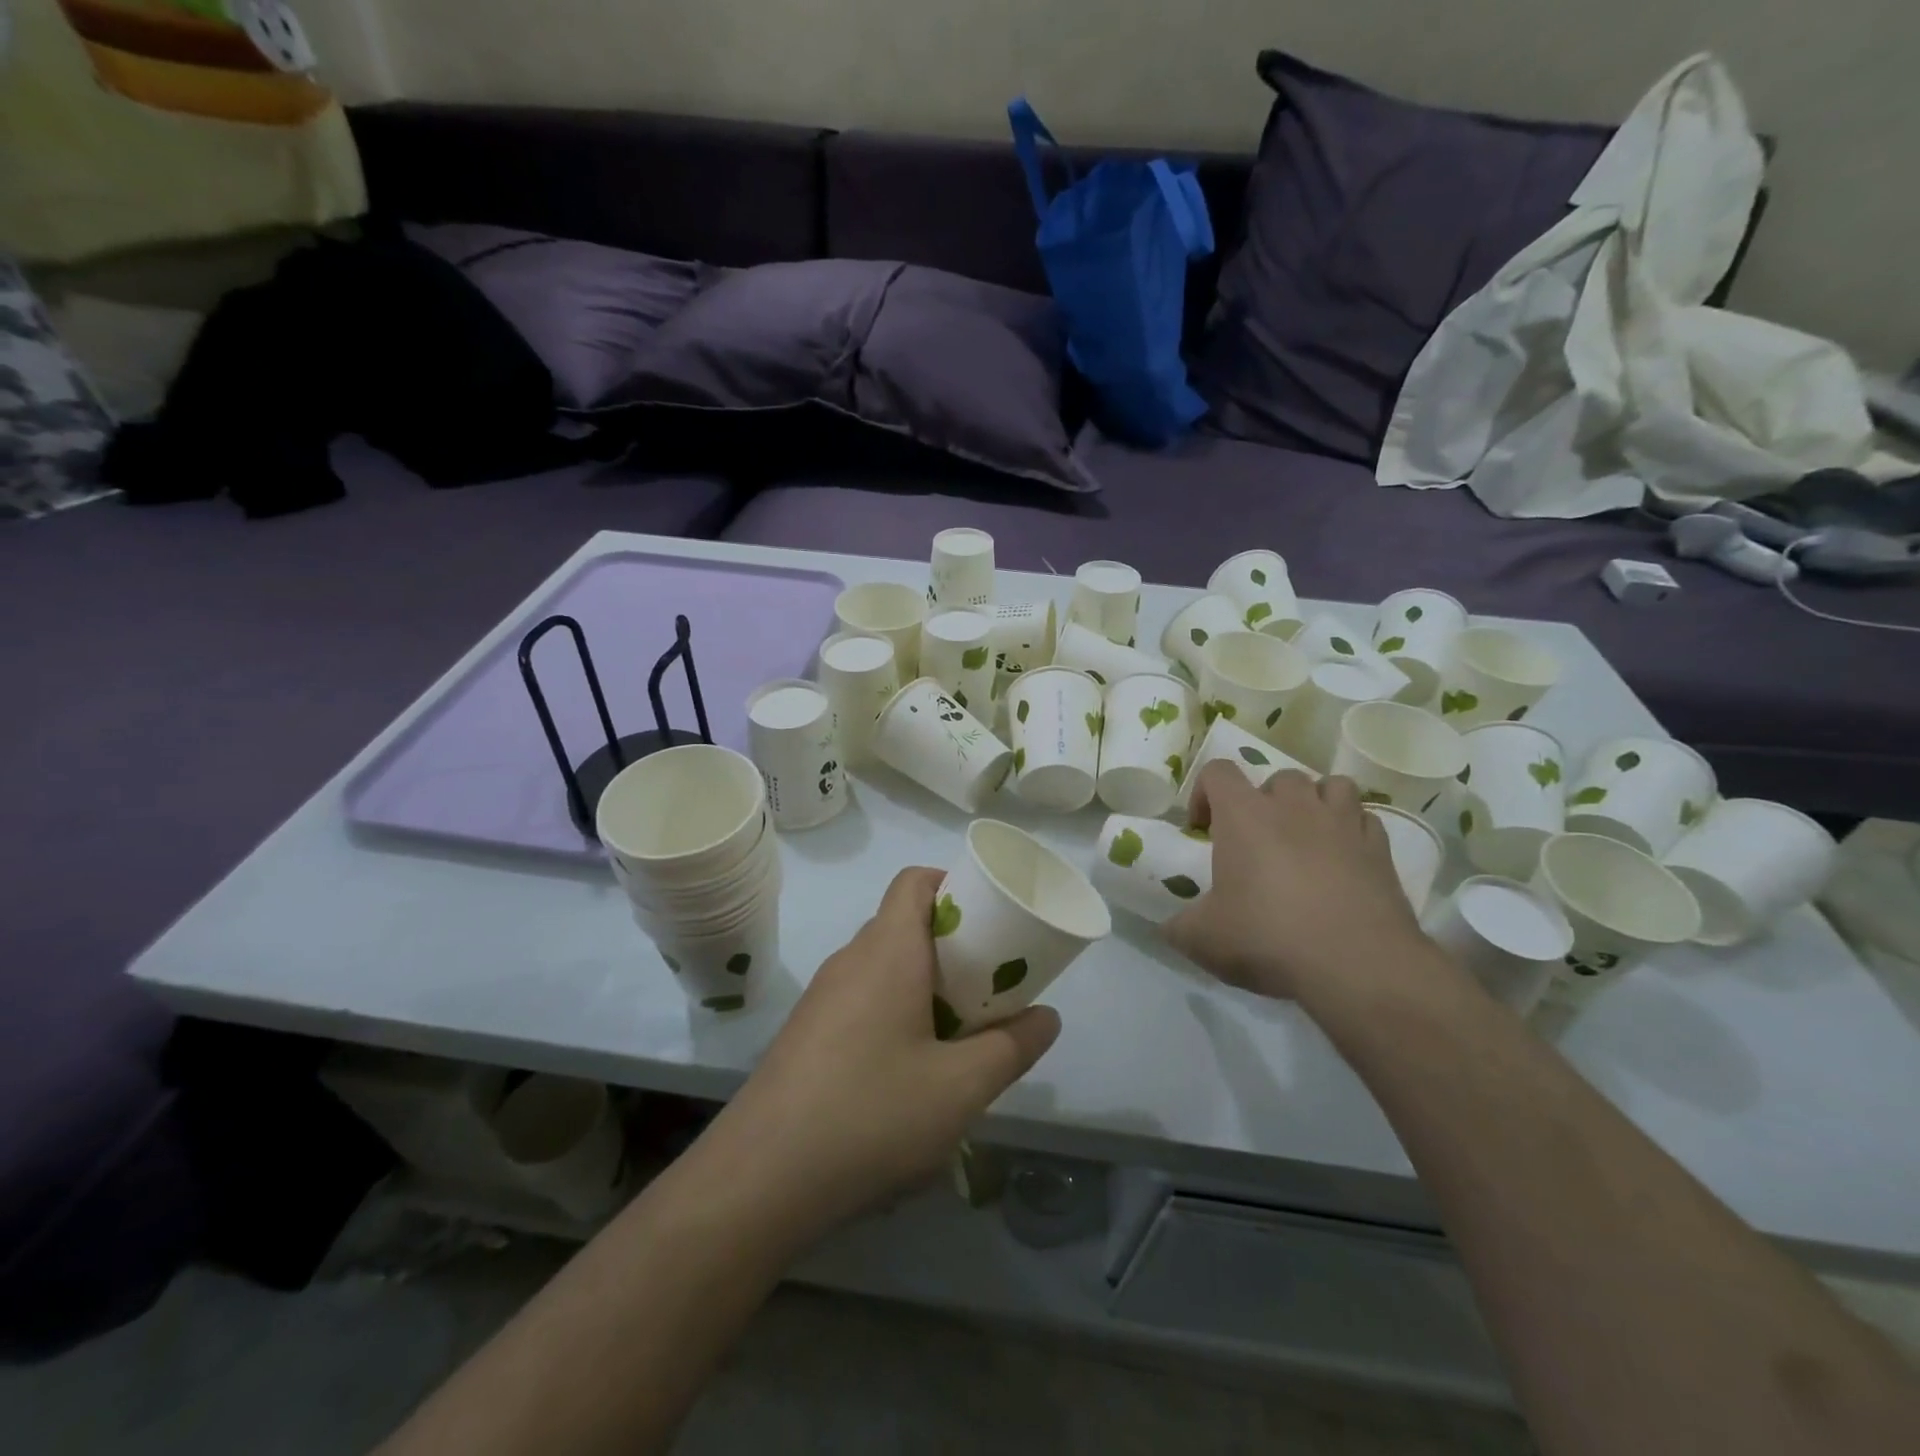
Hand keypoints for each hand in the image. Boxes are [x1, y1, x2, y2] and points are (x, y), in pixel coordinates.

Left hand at [708, 867, 1059, 1240]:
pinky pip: (860, 1001)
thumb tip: (1047, 1018)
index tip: (990, 921)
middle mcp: (850, 960)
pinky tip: (908, 1073)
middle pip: (903, 924)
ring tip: (957, 1033)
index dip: (954, 884)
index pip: (914, 881)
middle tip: (988, 985)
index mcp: (887, 950)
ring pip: (882, 967)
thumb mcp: (961, 1088)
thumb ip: (1012, 1048)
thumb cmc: (870, 1115)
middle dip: (951, 945)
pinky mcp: (806, 1035)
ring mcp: (821, 998)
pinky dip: (894, 1013)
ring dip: (923, 985)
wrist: (759, 1180)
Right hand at [1165, 764, 1428, 1004]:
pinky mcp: (1381, 848)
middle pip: (1277, 777)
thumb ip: (1179, 927)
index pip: (1218, 771)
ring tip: (1306, 836)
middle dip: (1264, 800)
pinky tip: (1343, 860)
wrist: (1357, 965)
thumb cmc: (1268, 938)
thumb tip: (1169, 928)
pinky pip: (1365, 820)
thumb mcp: (1202, 939)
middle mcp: (1294, 806)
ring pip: (1331, 785)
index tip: (1202, 828)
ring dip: (1315, 803)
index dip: (1204, 793)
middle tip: (1257, 839)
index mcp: (1243, 815)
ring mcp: (1342, 823)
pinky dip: (1351, 831)